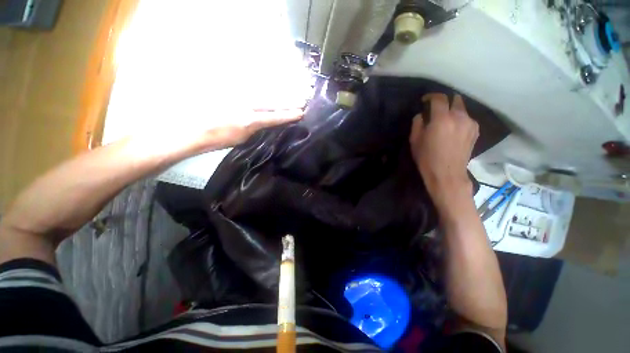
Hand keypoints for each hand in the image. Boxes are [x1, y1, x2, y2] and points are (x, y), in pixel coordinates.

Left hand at [130, 108, 303, 156]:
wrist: (189, 129)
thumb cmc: (215, 139)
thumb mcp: (240, 139)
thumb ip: (255, 128)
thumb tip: (265, 121)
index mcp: (249, 120)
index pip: (275, 116)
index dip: (289, 115)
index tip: (301, 112)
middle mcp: (246, 105)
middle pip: (272, 101)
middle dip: (287, 102)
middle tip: (300, 101)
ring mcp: (238, 97)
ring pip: (263, 94)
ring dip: (277, 96)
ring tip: (289, 96)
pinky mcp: (231, 93)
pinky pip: (251, 91)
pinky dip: (262, 93)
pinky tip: (268, 94)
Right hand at [409, 94, 478, 208]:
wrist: (447, 174)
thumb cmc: (427, 158)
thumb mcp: (415, 141)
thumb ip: (417, 123)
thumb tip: (422, 115)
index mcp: (442, 119)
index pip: (439, 98)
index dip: (431, 96)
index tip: (425, 101)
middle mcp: (459, 117)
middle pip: (455, 99)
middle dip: (445, 101)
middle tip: (436, 110)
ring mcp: (470, 123)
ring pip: (462, 109)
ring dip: (452, 111)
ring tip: (445, 121)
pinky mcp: (475, 131)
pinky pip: (467, 118)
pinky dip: (459, 119)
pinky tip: (453, 129)